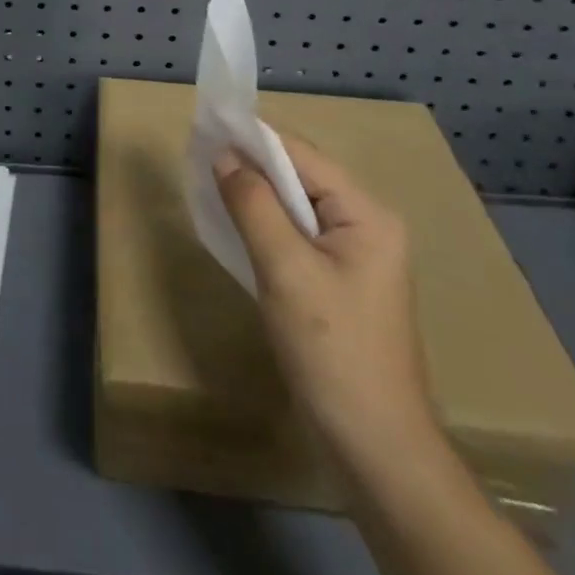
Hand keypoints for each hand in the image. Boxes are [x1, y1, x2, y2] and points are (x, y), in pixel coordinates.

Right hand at [214, 134, 438, 469]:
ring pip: (295, 206)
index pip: (302, 155)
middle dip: (251, 164)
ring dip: (254, 194)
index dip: (253, 137)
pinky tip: (234, 225)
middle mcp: (365, 225)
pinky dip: (264, 224)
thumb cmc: (332, 350)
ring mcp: (353, 256)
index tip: (205, 126)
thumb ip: (253, 205)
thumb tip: (222, 153)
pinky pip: (295, 235)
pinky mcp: (337, 282)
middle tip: (199, 155)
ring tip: (208, 182)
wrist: (375, 449)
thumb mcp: (286, 271)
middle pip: (300, 176)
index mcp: (366, 214)